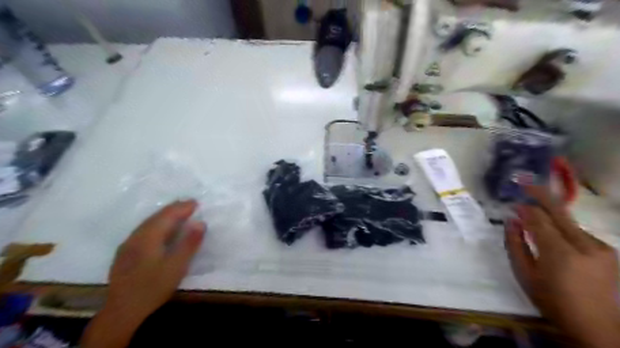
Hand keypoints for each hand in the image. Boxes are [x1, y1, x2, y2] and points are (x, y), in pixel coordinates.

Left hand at [81, 200, 205, 347]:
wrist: (122, 311)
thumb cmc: (153, 287)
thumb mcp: (177, 266)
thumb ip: (189, 243)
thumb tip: (201, 223)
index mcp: (148, 237)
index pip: (167, 215)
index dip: (182, 208)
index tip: (196, 202)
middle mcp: (135, 237)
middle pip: (156, 217)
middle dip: (173, 208)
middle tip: (189, 204)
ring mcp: (128, 245)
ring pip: (148, 223)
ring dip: (164, 215)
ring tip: (178, 212)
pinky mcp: (125, 253)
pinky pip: (143, 230)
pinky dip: (156, 224)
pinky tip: (160, 229)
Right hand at [506, 187, 619, 347]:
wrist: (597, 326)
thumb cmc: (552, 301)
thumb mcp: (524, 275)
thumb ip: (515, 244)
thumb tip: (511, 221)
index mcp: (560, 253)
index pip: (538, 220)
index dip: (524, 208)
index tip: (512, 202)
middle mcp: (584, 245)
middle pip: (559, 211)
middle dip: (540, 194)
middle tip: (524, 180)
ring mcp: (599, 247)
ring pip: (568, 220)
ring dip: (549, 213)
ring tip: (533, 211)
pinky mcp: (606, 250)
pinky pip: (577, 231)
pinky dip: (561, 227)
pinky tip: (552, 234)